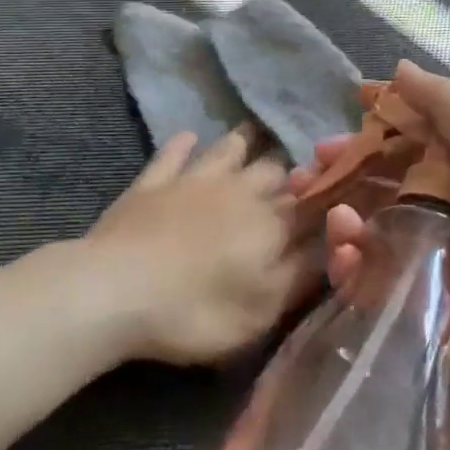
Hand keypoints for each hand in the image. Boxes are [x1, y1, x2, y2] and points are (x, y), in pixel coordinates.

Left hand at [84, 129, 309, 365]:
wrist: (116, 289)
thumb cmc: (196, 311)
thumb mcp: (261, 311)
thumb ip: (299, 274)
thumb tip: (330, 247)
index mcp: (270, 223)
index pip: (308, 203)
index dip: (324, 198)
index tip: (333, 195)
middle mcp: (238, 190)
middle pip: (272, 169)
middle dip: (286, 170)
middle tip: (291, 174)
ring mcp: (192, 180)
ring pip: (227, 149)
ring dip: (242, 143)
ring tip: (253, 137)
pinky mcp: (152, 182)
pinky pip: (174, 153)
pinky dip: (185, 144)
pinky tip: (190, 138)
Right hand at [290, 62, 449, 399]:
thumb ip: (445, 102)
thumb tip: (401, 67)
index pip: (401, 143)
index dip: (367, 132)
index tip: (334, 128)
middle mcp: (435, 208)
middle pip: (371, 184)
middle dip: (334, 176)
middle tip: (303, 176)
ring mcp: (418, 255)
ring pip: (360, 228)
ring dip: (336, 217)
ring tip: (332, 216)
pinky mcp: (405, 298)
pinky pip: (363, 275)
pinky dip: (346, 262)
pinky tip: (345, 253)